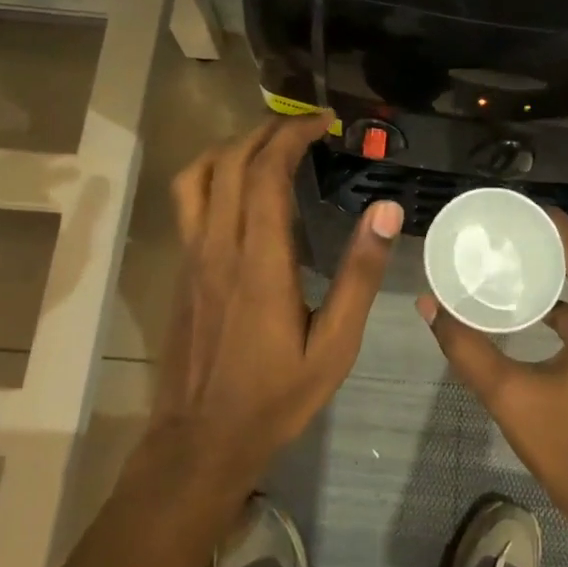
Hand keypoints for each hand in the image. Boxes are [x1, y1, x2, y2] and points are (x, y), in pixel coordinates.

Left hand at [151, 114, 403, 489]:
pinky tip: (241, 189)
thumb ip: (359, 275)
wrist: (199, 442)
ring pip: (198, 175)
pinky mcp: (181, 270)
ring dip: (233, 146)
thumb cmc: (275, 397)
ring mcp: (191, 257)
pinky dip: (214, 173)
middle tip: (305, 126)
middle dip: (267, 130)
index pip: (267, 172)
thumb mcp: (334, 346)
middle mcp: (218, 246)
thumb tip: (386, 212)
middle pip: (231, 161)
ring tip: (269, 145)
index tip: (323, 124)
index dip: (293, 136)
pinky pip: (189, 201)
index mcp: (259, 261)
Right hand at [419, 211, 567, 550]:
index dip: (545, 221)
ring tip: (512, 251)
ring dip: (558, 262)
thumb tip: (429, 305)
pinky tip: (530, 296)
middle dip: (547, 237)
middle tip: (501, 228)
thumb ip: (466, 347)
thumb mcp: (509, 394)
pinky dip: (567, 291)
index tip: (506, 209)